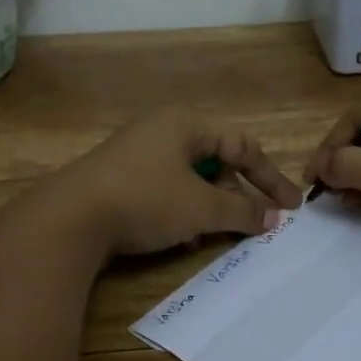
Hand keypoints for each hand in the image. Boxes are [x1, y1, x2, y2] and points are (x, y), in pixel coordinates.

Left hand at [48, 111, 301, 257]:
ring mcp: (136, 154)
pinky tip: (180, 235)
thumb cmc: (146, 200)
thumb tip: (274, 219)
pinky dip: (181, 210)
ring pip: (189, 179)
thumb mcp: (201, 208)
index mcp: (185, 124)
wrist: (69, 219)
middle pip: (215, 161)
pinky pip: (165, 190)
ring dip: (209, 206)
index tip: (291, 207)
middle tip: (251, 223)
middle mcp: (161, 131)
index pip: (242, 146)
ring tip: (214, 233)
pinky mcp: (119, 178)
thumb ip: (242, 212)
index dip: (270, 178)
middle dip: (236, 194)